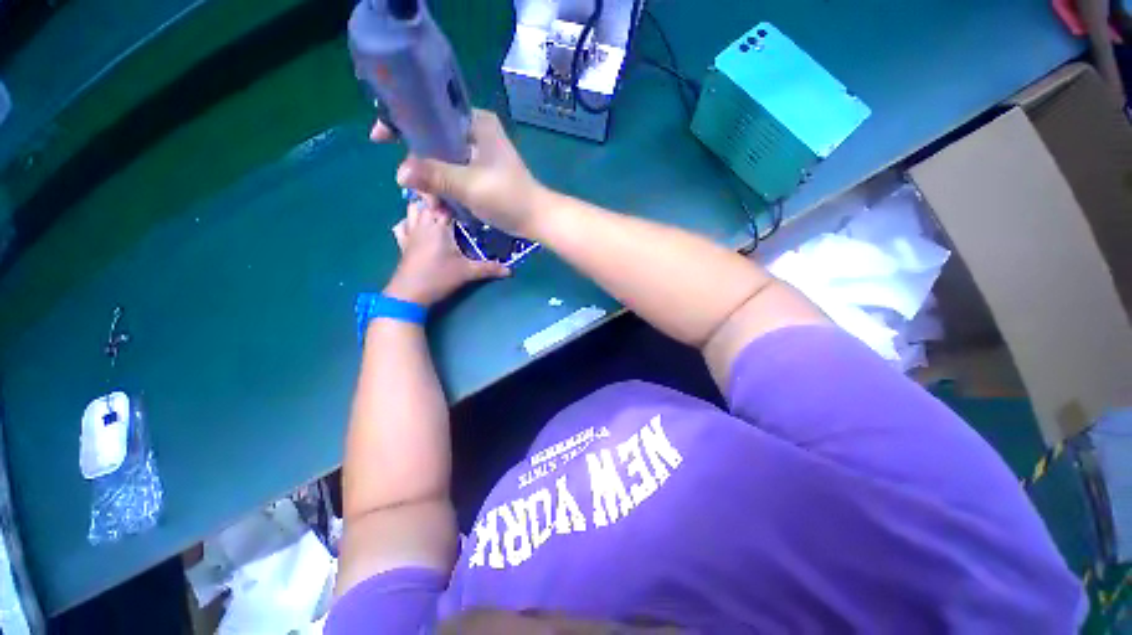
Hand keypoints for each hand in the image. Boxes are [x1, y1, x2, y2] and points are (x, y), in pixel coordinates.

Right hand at [371, 110, 547, 235]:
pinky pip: (453, 175)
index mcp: (474, 123)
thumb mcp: (469, 185)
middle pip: (433, 141)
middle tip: (422, 194)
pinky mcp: (481, 173)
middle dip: (422, 169)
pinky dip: (446, 191)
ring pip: (442, 162)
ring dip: (434, 185)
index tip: (380, 139)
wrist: (536, 219)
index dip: (402, 122)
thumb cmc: (508, 197)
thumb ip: (434, 176)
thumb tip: (399, 174)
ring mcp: (478, 154)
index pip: (429, 112)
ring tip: (438, 209)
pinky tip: (446, 210)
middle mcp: (475, 133)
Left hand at [384, 201, 509, 306]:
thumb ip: (489, 268)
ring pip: (412, 208)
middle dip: (439, 197)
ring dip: (423, 206)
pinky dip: (408, 221)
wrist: (409, 294)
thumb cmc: (439, 278)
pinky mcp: (403, 243)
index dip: (453, 193)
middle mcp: (422, 223)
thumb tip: (511, 270)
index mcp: (438, 225)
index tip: (466, 190)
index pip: (444, 200)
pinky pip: (402, 225)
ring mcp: (410, 232)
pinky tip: (418, 226)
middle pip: (426, 200)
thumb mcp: (468, 272)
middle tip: (457, 201)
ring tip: (439, 210)